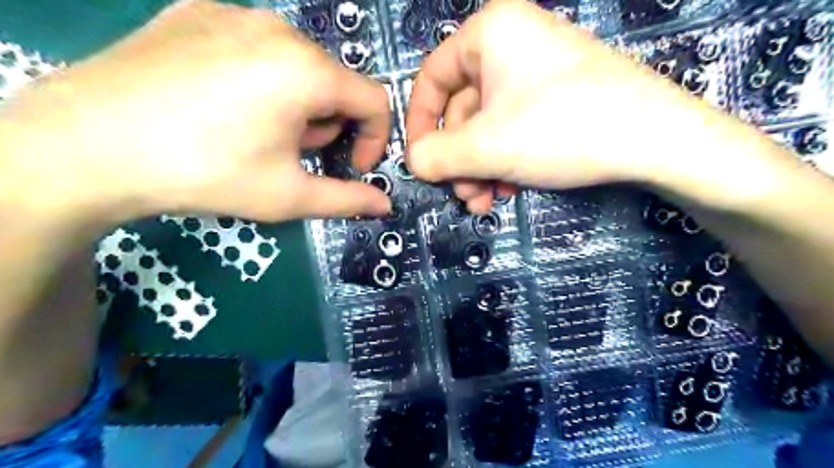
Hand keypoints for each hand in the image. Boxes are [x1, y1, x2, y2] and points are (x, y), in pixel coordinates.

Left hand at [1, 0, 392, 225]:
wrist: (86, 146)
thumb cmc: (206, 173)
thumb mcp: (288, 196)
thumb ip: (347, 199)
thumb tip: (384, 205)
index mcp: (307, 71)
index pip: (374, 100)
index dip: (373, 139)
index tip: (351, 166)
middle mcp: (278, 29)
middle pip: (335, 82)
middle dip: (328, 124)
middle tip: (293, 154)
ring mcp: (233, 13)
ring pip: (298, 64)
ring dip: (298, 103)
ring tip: (257, 131)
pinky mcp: (196, 11)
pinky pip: (255, 46)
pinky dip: (261, 78)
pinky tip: (224, 104)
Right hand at [403, 1, 756, 212]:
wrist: (656, 140)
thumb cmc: (560, 129)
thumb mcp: (486, 147)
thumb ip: (437, 156)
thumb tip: (413, 163)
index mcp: (489, 33)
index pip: (431, 78)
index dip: (420, 124)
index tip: (420, 162)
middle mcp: (511, 43)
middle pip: (462, 108)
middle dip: (458, 159)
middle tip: (462, 194)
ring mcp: (537, 71)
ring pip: (487, 125)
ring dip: (479, 167)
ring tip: (484, 201)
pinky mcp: (557, 96)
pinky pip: (513, 127)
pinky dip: (504, 161)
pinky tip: (508, 189)